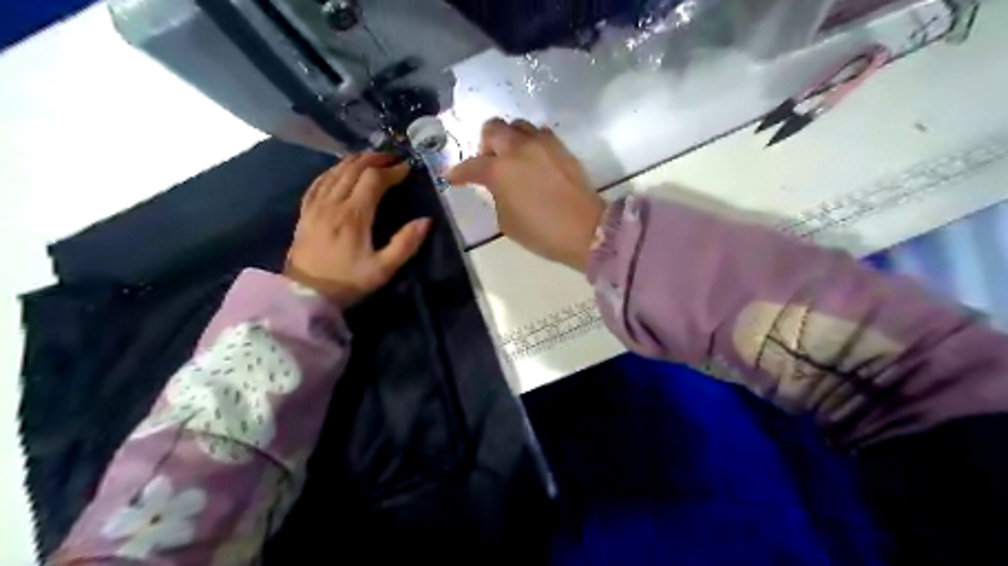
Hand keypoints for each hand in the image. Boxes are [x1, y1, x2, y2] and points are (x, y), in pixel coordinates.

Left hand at [282, 152, 429, 309]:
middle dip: (374, 159)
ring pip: (334, 172)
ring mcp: (316, 206)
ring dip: (354, 161)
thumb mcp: (383, 269)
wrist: (305, 295)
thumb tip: (426, 220)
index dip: (392, 171)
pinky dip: (331, 171)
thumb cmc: (348, 283)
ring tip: (370, 159)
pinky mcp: (305, 213)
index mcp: (354, 215)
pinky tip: (338, 171)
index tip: (407, 169)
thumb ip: (405, 244)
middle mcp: (333, 204)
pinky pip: (318, 183)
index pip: (374, 180)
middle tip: (392, 158)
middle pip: (353, 169)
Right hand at [451, 118, 606, 270]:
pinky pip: (539, 134)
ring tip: (512, 158)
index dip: (459, 173)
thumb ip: (497, 196)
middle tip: (488, 163)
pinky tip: (533, 160)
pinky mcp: (561, 147)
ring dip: (509, 139)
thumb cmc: (542, 232)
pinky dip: (530, 142)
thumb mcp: (507, 221)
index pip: (471, 166)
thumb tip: (499, 186)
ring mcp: (542, 144)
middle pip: (493, 128)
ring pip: (517, 125)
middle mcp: (518, 149)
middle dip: (485, 144)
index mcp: (500, 170)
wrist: (586, 229)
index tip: (453, 178)